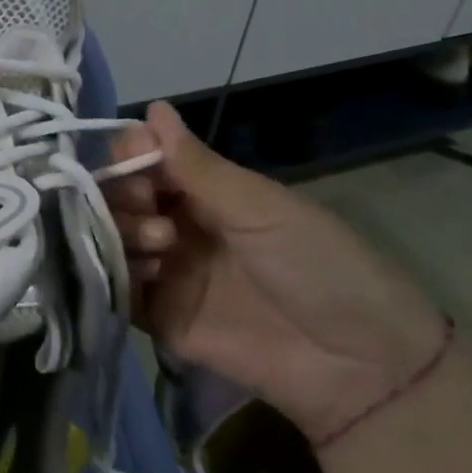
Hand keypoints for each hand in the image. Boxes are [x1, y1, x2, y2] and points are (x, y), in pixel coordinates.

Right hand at [109, 101, 446, 442]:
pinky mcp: (161, 319)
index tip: (135, 160)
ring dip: (124, 232)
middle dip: (123, 194)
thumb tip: (153, 107)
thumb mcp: (260, 207)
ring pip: (111, 238)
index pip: (144, 161)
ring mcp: (167, 273)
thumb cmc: (318, 265)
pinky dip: (116, 275)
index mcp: (204, 193)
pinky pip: (118, 289)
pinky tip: (145, 273)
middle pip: (118, 197)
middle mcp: (177, 226)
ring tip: (163, 246)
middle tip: (149, 206)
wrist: (360, 365)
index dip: (130, 155)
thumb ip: (196, 165)